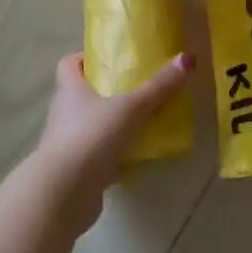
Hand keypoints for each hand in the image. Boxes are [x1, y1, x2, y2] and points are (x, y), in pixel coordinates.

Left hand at [31, 52, 190, 228]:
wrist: (63, 194)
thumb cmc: (91, 137)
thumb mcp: (130, 107)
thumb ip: (158, 86)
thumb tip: (187, 58)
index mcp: (70, 90)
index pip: (69, 64)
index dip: (86, 58)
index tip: (110, 59)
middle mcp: (64, 113)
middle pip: (82, 94)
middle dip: (107, 91)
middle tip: (136, 88)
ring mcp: (68, 144)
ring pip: (91, 125)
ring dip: (112, 124)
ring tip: (142, 120)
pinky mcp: (76, 171)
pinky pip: (97, 155)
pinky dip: (114, 154)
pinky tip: (136, 156)